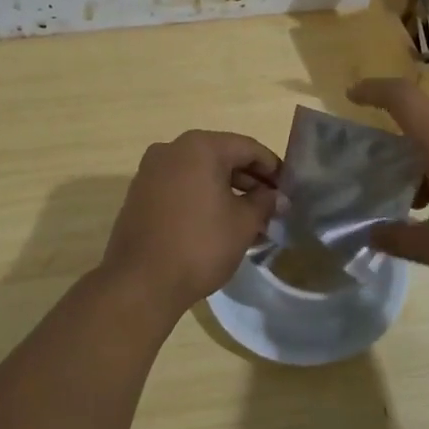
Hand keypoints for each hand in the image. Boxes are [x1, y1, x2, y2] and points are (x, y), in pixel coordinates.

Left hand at [100, 131, 280, 315]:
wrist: (141, 282)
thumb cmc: (200, 245)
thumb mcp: (243, 223)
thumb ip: (265, 202)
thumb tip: (277, 197)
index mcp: (200, 147)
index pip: (248, 148)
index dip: (273, 168)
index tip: (288, 190)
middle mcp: (172, 149)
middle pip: (222, 157)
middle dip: (250, 181)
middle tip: (271, 207)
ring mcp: (151, 171)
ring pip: (200, 173)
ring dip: (227, 192)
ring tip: (250, 221)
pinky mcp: (140, 194)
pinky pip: (181, 187)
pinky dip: (202, 198)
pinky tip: (219, 224)